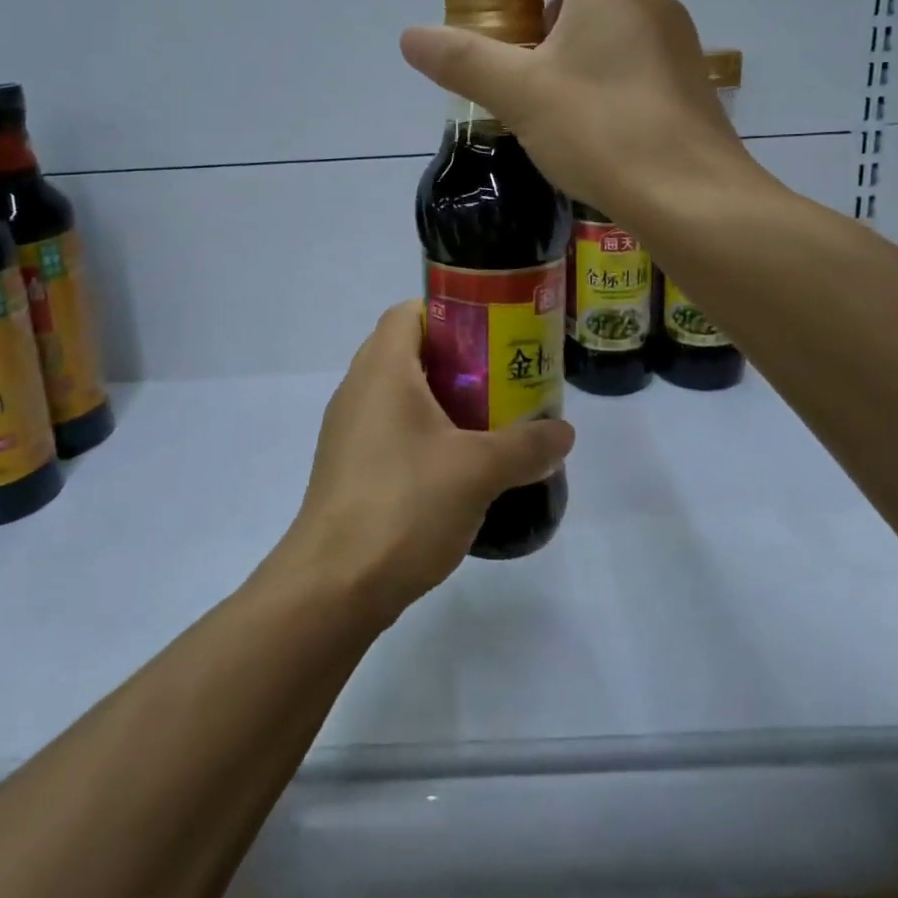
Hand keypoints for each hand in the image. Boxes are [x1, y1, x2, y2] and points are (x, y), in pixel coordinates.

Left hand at [274, 302, 574, 620]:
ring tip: (486, 422)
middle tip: (500, 378)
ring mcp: (347, 430)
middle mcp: (357, 389)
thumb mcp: (478, 470)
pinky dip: (421, 433)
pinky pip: (388, 429)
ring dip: (440, 400)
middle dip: (456, 360)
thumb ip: (526, 445)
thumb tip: (564, 432)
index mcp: (381, 369)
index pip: (409, 312)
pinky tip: (454, 467)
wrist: (334, 585)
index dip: (450, 312)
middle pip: (407, 351)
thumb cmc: (405, 504)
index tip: (491, 334)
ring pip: (398, 394)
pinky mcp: (347, 467)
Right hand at [399, 0, 770, 224]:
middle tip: (516, 59)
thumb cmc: (600, 129)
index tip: (506, 1)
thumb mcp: (518, 93)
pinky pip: (635, 61)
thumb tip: (410, 36)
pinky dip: (600, 74)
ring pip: (615, 25)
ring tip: (542, 98)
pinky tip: (582, 127)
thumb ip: (462, 60)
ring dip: (571, 46)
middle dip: (544, 11)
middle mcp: (654, 4)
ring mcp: (678, 47)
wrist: (691, 197)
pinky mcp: (687, 89)